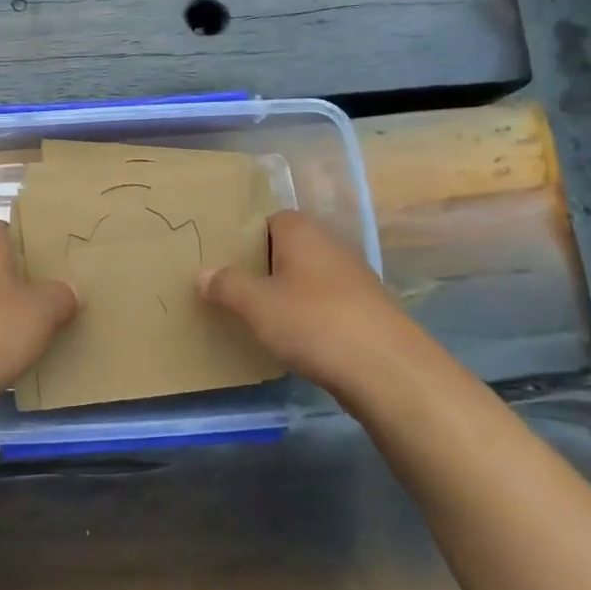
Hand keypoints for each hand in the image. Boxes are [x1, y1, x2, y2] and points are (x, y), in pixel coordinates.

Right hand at [199, 210, 439, 400]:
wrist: (387, 369)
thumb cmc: (314, 323)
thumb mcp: (257, 305)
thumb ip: (227, 285)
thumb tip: (203, 272)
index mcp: (303, 232)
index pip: (269, 220)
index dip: (245, 237)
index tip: (223, 259)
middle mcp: (330, 245)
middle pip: (287, 249)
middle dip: (262, 267)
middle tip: (232, 289)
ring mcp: (353, 278)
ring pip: (307, 278)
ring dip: (286, 294)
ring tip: (257, 317)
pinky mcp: (365, 311)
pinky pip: (325, 304)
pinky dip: (308, 316)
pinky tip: (293, 340)